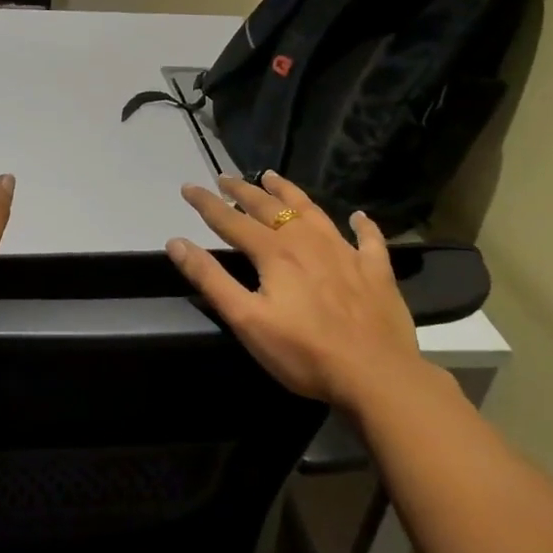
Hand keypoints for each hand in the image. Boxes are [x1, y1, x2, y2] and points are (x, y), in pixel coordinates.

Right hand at [167, 173, 427, 412]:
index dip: (206, 203)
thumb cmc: (303, 352)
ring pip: (313, 211)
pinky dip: (363, 226)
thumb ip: (210, 279)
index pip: (230, 220)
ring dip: (290, 192)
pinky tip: (359, 217)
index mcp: (274, 252)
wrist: (376, 376)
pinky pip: (369, 240)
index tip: (188, 186)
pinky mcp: (376, 271)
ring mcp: (345, 253)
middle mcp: (307, 241)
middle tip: (225, 177)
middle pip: (270, 207)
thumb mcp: (245, 319)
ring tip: (273, 177)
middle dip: (243, 190)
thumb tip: (176, 242)